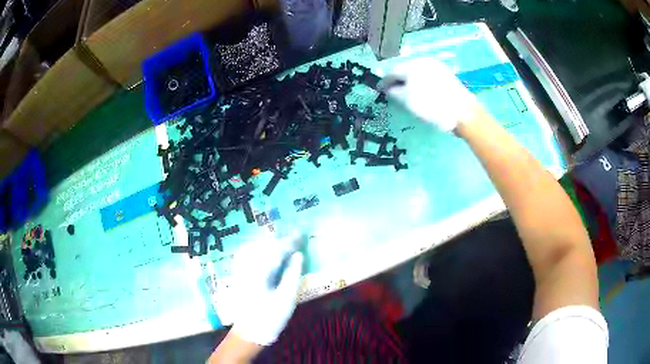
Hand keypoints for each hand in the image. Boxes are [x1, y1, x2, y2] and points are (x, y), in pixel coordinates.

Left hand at [230, 234, 303, 345]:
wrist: (250, 331)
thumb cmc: (270, 318)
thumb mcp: (286, 299)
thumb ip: (292, 275)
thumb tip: (298, 255)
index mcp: (259, 273)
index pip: (275, 251)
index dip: (289, 242)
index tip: (301, 235)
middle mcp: (246, 267)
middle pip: (263, 246)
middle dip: (280, 240)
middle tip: (296, 237)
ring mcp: (240, 270)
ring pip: (254, 248)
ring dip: (270, 242)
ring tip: (284, 242)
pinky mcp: (239, 274)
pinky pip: (247, 254)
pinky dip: (259, 248)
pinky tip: (266, 249)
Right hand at [379, 57, 480, 131]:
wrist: (462, 112)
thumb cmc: (432, 106)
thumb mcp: (408, 101)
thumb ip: (394, 92)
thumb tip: (388, 88)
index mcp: (412, 65)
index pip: (393, 72)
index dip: (385, 82)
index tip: (380, 89)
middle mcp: (424, 61)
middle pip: (405, 69)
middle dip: (398, 80)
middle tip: (393, 91)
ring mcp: (437, 66)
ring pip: (417, 72)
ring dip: (410, 81)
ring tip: (407, 92)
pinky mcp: (446, 74)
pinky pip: (428, 75)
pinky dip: (421, 82)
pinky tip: (422, 91)